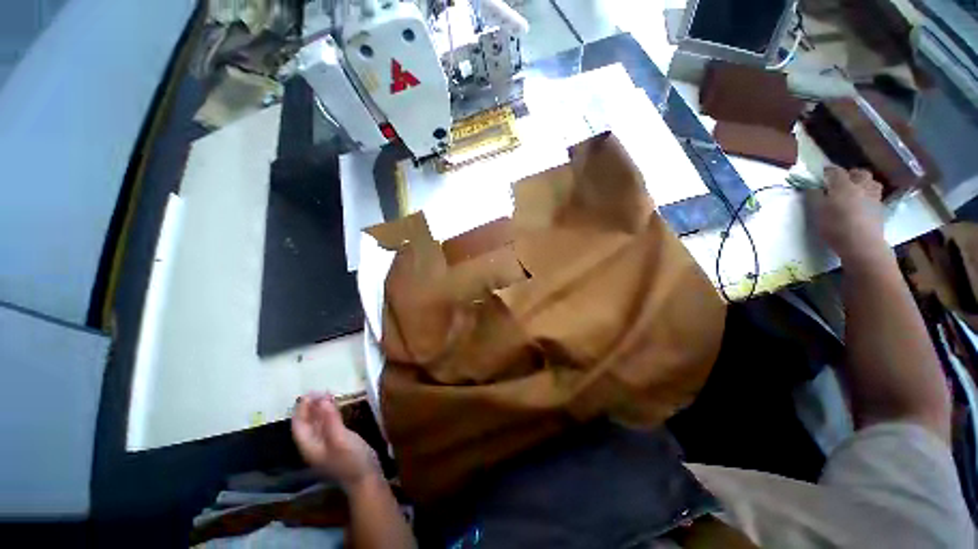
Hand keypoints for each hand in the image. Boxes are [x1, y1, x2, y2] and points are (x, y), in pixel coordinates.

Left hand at [292, 392, 380, 490]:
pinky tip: (335, 406)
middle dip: (310, 407)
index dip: (301, 409)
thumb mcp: (340, 438)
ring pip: (318, 423)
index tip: (309, 393)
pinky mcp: (338, 442)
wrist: (366, 477)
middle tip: (320, 390)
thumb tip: (321, 399)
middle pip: (307, 424)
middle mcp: (314, 445)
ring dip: (320, 409)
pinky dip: (329, 413)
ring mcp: (327, 444)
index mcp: (310, 446)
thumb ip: (330, 419)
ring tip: (328, 393)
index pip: (299, 425)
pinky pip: (328, 424)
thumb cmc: (351, 460)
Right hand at [809, 166, 886, 264]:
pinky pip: (875, 195)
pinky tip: (861, 204)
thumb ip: (815, 196)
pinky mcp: (880, 209)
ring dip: (863, 183)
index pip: (836, 171)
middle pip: (859, 173)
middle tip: (841, 182)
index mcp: (844, 185)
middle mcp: (861, 186)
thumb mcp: (818, 212)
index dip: (827, 171)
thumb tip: (813, 186)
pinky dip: (868, 196)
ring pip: (871, 183)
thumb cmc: (836, 227)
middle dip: (850, 175)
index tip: (820, 174)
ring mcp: (874, 197)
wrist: (862, 245)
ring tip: (855, 191)